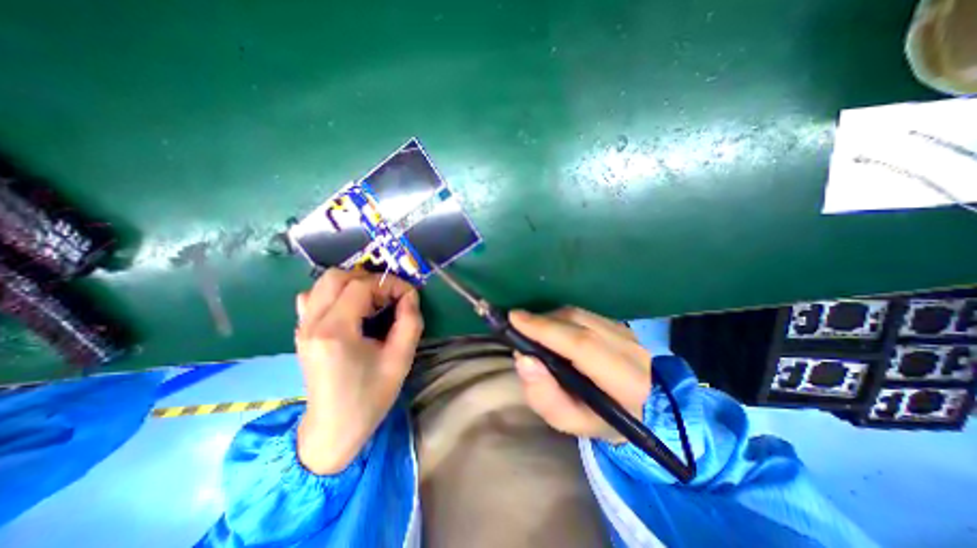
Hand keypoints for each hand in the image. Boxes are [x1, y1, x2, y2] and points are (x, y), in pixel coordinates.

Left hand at [293, 269, 424, 473]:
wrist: (333, 429)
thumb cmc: (370, 396)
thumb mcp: (400, 359)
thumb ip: (410, 321)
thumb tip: (410, 295)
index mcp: (336, 331)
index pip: (361, 286)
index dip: (390, 283)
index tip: (409, 294)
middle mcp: (312, 323)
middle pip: (337, 277)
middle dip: (370, 279)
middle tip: (389, 297)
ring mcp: (302, 327)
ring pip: (324, 283)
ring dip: (353, 284)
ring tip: (373, 301)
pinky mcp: (302, 332)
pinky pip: (314, 297)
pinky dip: (336, 293)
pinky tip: (351, 309)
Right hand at [508, 309, 649, 445]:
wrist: (631, 408)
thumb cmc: (594, 417)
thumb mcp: (567, 420)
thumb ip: (544, 396)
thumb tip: (523, 359)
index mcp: (626, 382)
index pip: (582, 345)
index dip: (547, 330)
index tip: (515, 319)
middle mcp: (631, 350)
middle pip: (578, 323)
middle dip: (543, 321)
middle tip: (516, 322)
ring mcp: (627, 333)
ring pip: (579, 315)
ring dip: (550, 318)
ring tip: (531, 329)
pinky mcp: (619, 324)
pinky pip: (582, 314)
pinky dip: (560, 318)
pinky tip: (549, 328)